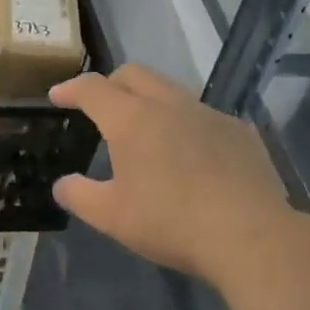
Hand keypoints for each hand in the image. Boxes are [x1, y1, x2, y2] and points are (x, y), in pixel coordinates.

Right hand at [50, 64, 298, 292]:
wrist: (251, 236)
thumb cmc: (172, 223)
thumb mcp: (112, 217)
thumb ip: (79, 195)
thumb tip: (62, 184)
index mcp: (131, 119)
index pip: (92, 88)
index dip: (70, 88)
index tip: (58, 96)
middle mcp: (168, 104)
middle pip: (133, 74)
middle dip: (110, 83)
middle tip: (100, 107)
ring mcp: (207, 113)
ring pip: (170, 90)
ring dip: (149, 100)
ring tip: (146, 132)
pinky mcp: (239, 130)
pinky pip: (202, 114)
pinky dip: (185, 124)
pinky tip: (191, 155)